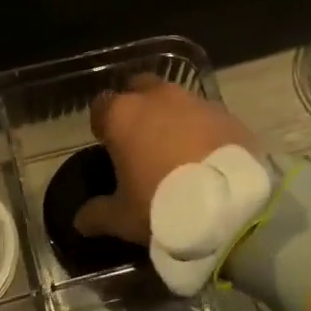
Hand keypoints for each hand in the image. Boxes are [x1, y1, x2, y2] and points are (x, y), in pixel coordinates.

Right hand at [75, 76, 258, 243]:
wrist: (231, 206)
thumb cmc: (163, 206)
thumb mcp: (123, 218)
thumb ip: (97, 214)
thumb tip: (80, 220)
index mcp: (123, 115)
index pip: (101, 106)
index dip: (102, 124)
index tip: (107, 145)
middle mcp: (157, 98)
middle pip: (139, 89)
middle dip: (138, 107)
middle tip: (142, 140)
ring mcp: (196, 102)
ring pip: (176, 100)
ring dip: (173, 117)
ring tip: (177, 150)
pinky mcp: (228, 114)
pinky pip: (207, 116)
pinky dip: (203, 130)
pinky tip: (207, 156)